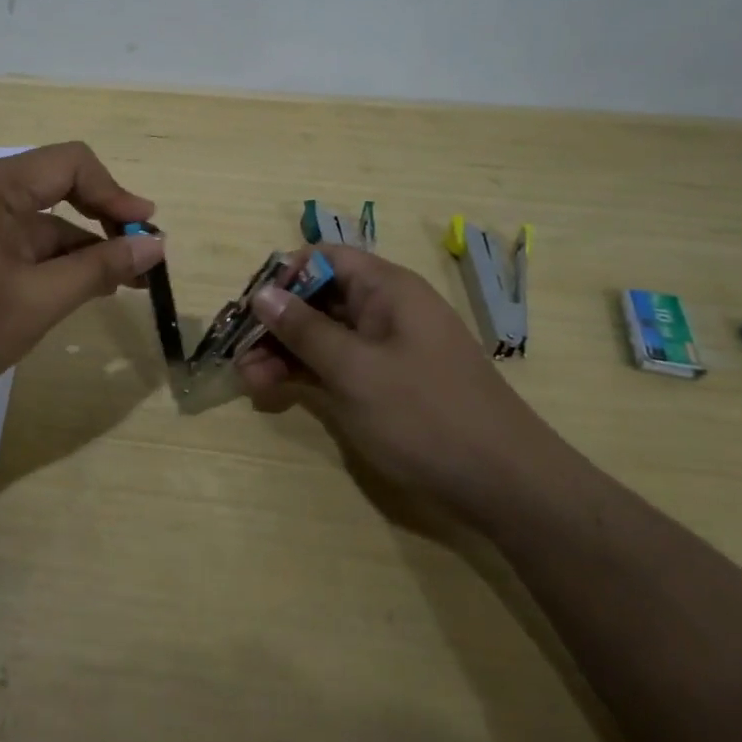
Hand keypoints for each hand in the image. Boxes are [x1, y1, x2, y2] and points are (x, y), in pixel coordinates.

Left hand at [0, 142, 164, 412]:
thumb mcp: (36, 301)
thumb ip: (98, 268)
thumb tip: (154, 244)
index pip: (70, 163)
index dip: (115, 192)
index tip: (145, 232)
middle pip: (56, 190)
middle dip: (102, 223)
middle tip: (140, 264)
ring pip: (38, 224)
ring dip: (78, 249)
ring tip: (118, 285)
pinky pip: (16, 244)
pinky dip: (48, 264)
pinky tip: (73, 292)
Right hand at [234, 245, 564, 525]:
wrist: (502, 483)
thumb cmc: (425, 414)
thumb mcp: (355, 370)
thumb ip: (305, 331)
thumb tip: (261, 294)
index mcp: (387, 289)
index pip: (324, 259)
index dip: (284, 277)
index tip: (252, 310)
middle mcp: (385, 310)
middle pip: (318, 297)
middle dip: (276, 322)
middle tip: (239, 354)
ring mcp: (385, 349)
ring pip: (323, 334)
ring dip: (284, 352)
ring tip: (249, 381)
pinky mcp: (385, 383)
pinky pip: (336, 364)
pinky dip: (306, 373)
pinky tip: (274, 390)